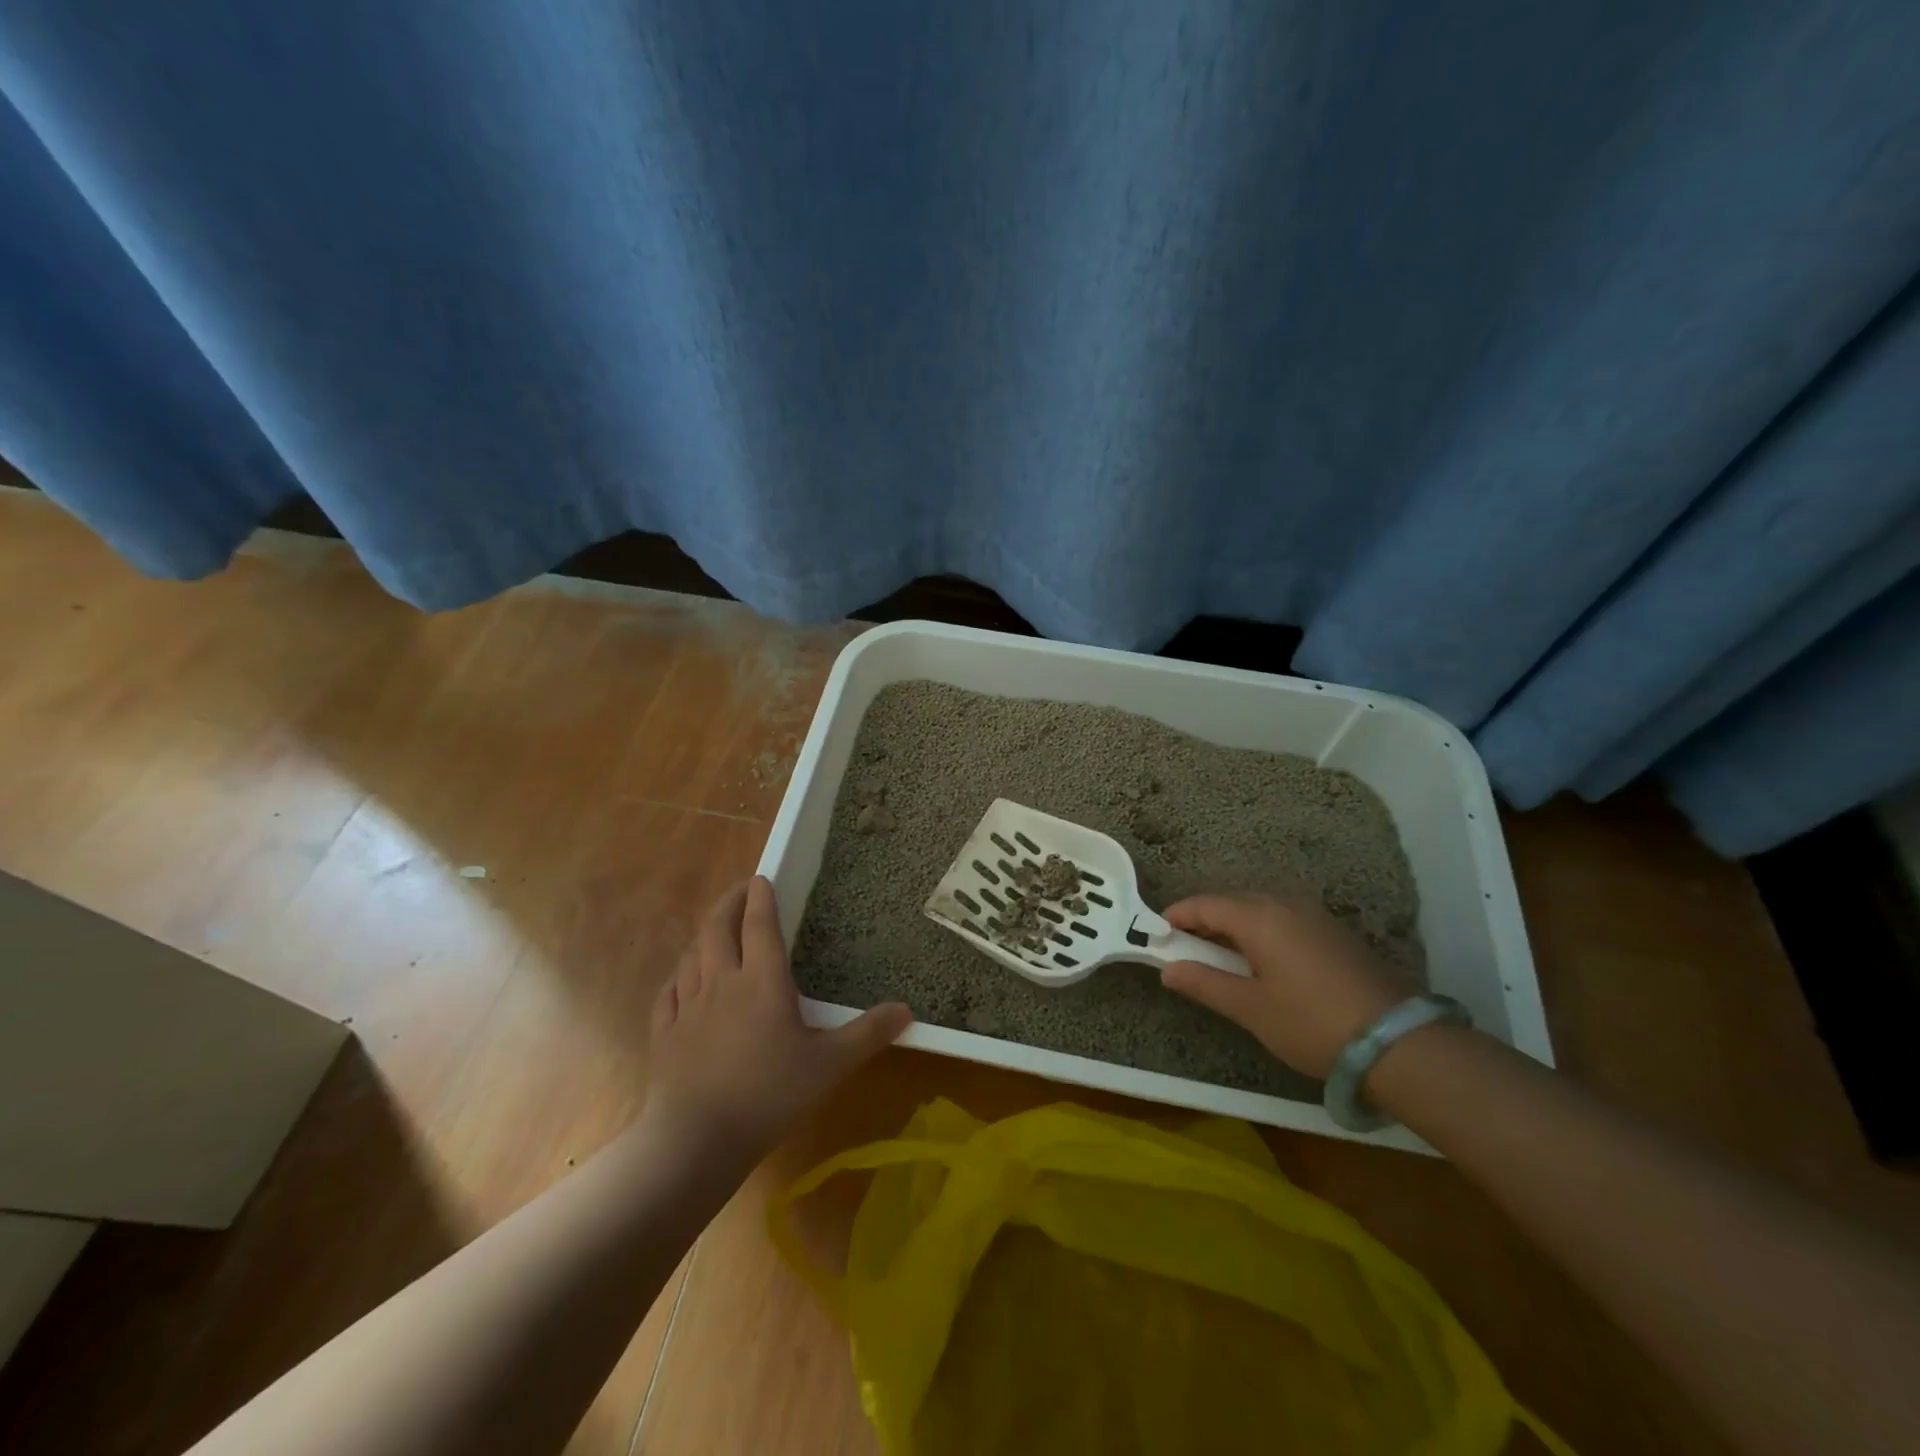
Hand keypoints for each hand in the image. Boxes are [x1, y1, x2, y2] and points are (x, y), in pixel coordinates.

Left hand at [645, 876, 911, 1157]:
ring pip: (692, 954)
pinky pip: (670, 990)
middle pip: (718, 928)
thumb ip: (867, 1034)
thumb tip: (907, 1009)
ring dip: (704, 934)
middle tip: (740, 891)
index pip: (760, 925)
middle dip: (729, 902)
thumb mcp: (829, 1065)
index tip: (762, 878)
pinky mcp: (664, 1032)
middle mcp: (722, 982)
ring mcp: (688, 1006)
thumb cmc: (769, 1095)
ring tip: (715, 929)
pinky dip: (679, 973)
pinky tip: (683, 978)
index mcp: (762, 981)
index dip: (761, 898)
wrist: (696, 1139)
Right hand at [1158, 892, 1411, 1078]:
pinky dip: (1260, 933)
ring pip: (1259, 910)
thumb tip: (1168, 969)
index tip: (1156, 936)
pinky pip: (1283, 920)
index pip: (1205, 904)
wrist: (1398, 1043)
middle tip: (1185, 951)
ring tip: (1220, 959)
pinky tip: (1261, 963)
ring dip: (1233, 927)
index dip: (1177, 917)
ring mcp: (1314, 915)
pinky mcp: (1334, 932)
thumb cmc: (1311, 1023)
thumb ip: (1204, 983)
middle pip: (1232, 902)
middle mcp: (1285, 903)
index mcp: (1259, 916)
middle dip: (1204, 921)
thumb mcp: (1250, 1008)